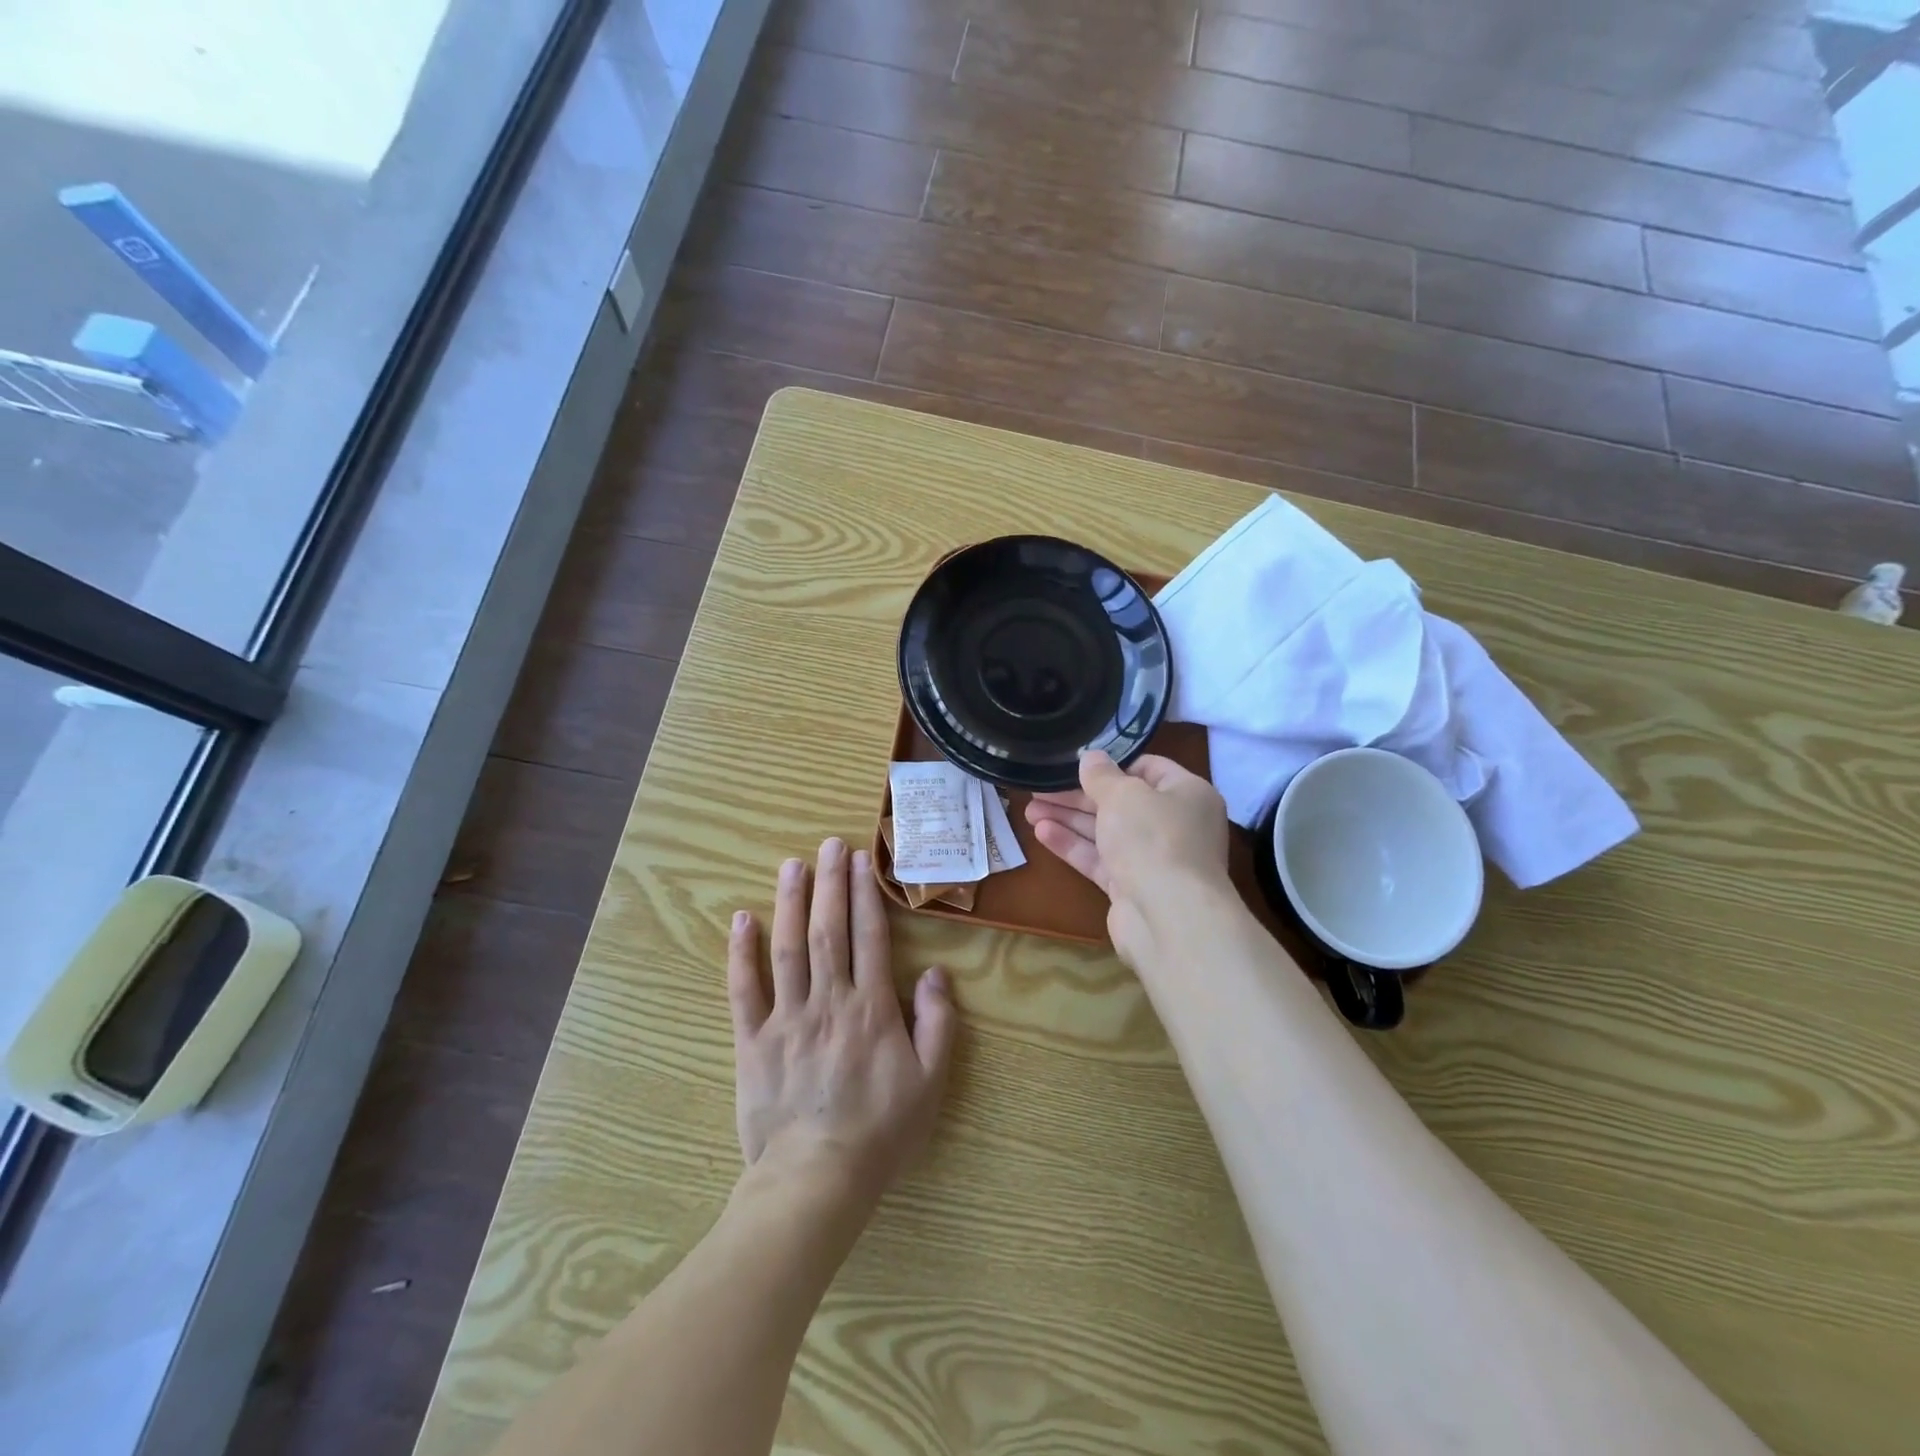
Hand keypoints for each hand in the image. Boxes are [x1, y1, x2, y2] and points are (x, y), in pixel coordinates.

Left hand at [728, 837, 956, 1210]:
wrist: (816, 1180)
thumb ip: (938, 1023)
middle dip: (830, 883)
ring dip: (790, 902)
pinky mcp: (752, 1040)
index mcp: (871, 1008)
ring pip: (788, 948)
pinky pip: (744, 989)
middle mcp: (828, 1000)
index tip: (862, 859)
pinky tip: (742, 919)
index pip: (869, 937)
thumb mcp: (930, 1081)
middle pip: (828, 930)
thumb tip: (936, 973)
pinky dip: (741, 952)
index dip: (865, 894)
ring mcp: (786, 1018)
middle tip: (830, 844)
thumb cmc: (881, 1130)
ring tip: (792, 865)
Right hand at [1025, 751, 1230, 966]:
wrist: (1169, 917)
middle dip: (1078, 795)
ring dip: (1069, 819)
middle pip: (1121, 802)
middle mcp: (1174, 825)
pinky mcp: (1132, 887)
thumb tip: (1091, 757)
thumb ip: (1102, 775)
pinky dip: (1073, 845)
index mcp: (1187, 794)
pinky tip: (1041, 833)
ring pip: (1106, 832)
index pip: (1149, 769)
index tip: (1077, 763)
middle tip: (1040, 787)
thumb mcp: (1123, 794)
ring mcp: (1153, 859)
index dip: (1113, 765)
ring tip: (1029, 809)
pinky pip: (1099, 860)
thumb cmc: (1153, 838)